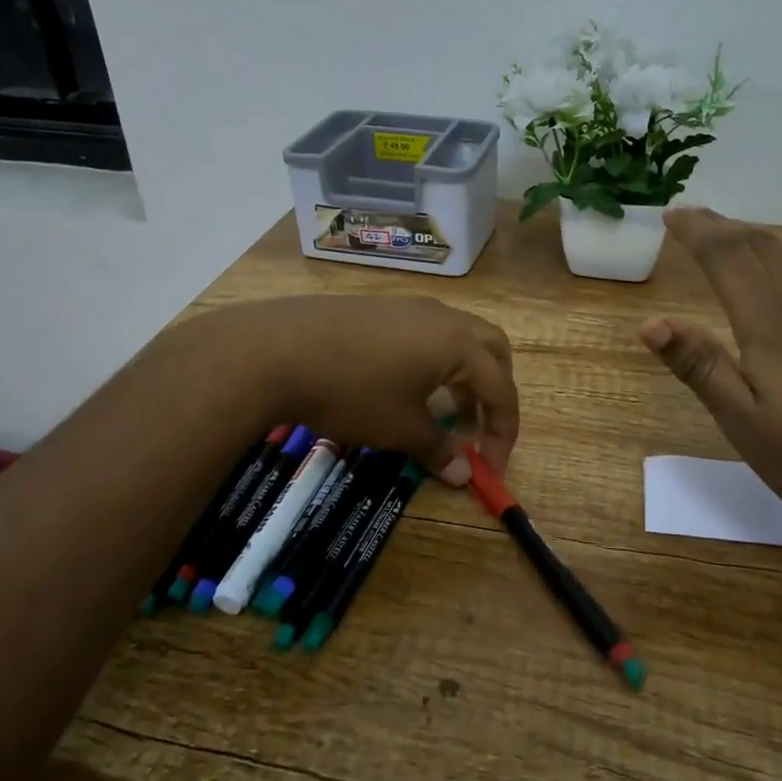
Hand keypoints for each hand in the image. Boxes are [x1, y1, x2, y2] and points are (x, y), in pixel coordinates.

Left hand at [179, 295, 518, 483]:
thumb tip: (464, 474)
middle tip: (479, 426)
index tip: (492, 467)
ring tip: (441, 410)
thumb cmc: (352, 391)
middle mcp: (443, 317)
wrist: (278, 348)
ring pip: (457, 337)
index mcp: (459, 344)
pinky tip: (403, 384)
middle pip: (491, 348)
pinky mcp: (379, 307)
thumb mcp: (399, 428)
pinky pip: (426, 332)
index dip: (504, 431)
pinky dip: (434, 360)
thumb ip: (437, 449)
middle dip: (494, 390)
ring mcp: (409, 306)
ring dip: (463, 374)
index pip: (502, 389)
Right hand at [640, 208, 781, 563]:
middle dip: (724, 228)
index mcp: (772, 328)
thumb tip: (652, 322)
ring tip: (737, 233)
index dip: (698, 232)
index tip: (672, 214)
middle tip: (693, 217)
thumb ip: (702, 369)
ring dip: (763, 238)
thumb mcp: (748, 428)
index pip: (727, 259)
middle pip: (762, 249)